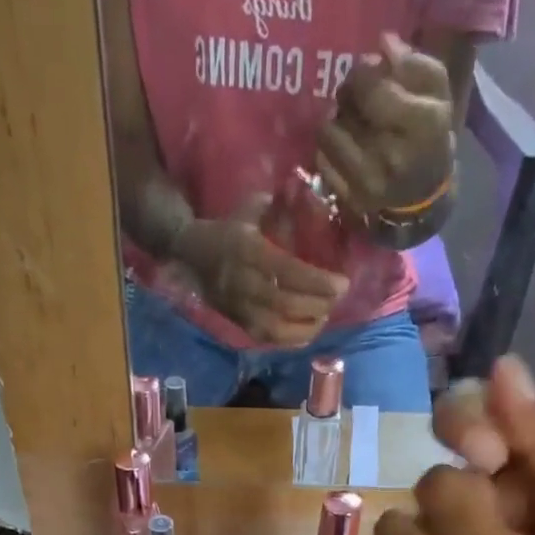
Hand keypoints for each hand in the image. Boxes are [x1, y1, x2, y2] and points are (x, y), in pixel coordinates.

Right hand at [169, 202, 348, 346]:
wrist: (192, 255)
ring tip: (326, 316)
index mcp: (248, 251)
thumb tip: (306, 194)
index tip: (342, 284)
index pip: (288, 272)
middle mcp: (244, 283)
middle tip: (338, 299)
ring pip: (278, 328)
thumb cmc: (227, 229)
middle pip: (287, 304)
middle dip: (318, 305)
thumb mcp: (248, 208)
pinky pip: (268, 339)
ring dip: (307, 326)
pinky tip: (308, 333)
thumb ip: (277, 205)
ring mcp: (240, 308)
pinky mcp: (239, 323)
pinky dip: (291, 340)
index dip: (317, 282)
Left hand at [316, 33, 454, 218]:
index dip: (361, 72)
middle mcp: (393, 155)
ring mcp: (369, 182)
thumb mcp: (436, 92)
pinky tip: (341, 143)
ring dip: (334, 120)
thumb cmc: (430, 134)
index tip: (365, 71)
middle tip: (354, 95)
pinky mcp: (351, 199)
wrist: (422, 195)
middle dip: (347, 94)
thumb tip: (382, 44)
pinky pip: (323, 161)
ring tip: (347, 119)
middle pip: (348, 109)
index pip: (372, 87)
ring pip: (329, 134)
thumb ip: (412, 62)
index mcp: (422, 124)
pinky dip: (327, 147)